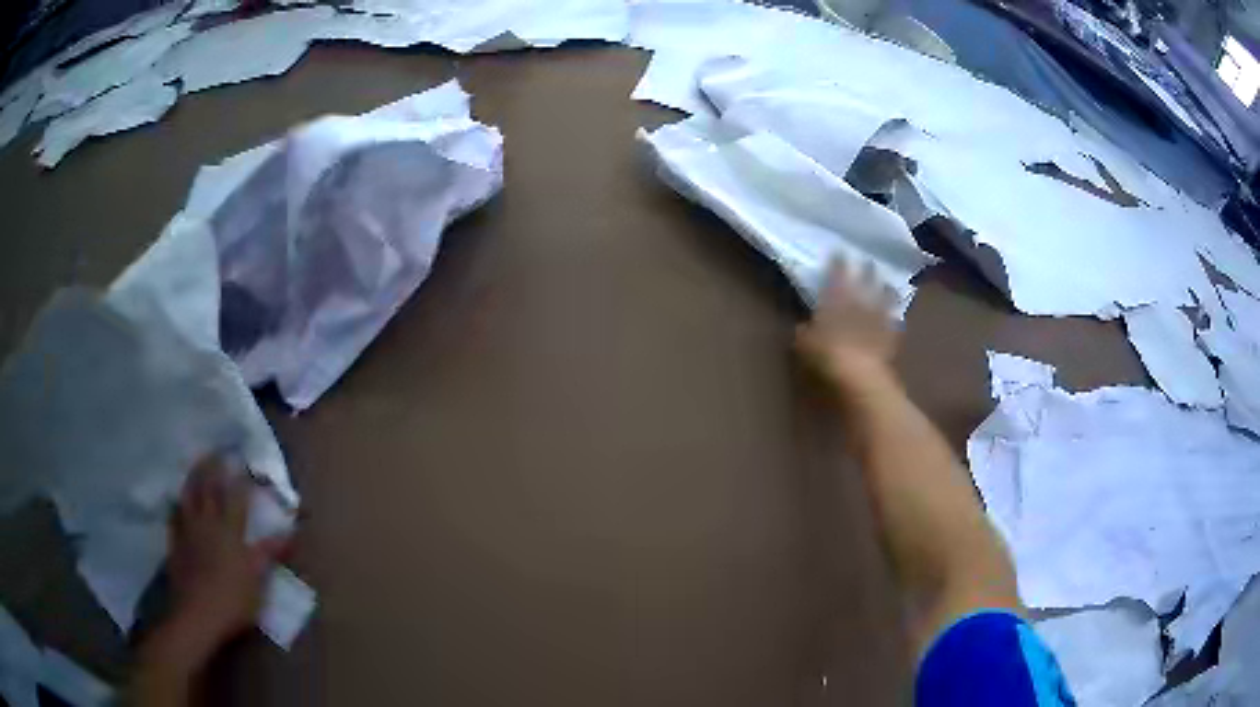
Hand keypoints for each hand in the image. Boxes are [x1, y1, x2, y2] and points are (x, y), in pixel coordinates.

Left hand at [163, 457, 287, 663]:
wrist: (197, 615)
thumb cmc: (233, 600)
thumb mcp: (258, 580)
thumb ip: (269, 552)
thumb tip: (290, 532)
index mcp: (231, 531)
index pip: (237, 497)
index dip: (242, 479)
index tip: (245, 462)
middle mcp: (208, 523)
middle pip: (209, 488)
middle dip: (214, 467)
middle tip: (217, 450)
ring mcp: (188, 531)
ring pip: (189, 496)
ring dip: (193, 477)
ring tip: (197, 463)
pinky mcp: (175, 543)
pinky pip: (174, 516)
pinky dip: (176, 505)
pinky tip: (176, 500)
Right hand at [796, 257, 900, 386]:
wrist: (859, 375)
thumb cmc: (826, 355)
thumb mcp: (803, 343)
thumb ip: (804, 331)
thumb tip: (802, 325)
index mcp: (836, 298)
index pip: (838, 274)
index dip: (839, 262)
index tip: (840, 251)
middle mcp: (860, 302)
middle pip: (866, 280)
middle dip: (866, 270)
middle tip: (868, 261)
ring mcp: (878, 318)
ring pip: (885, 298)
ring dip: (886, 290)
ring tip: (887, 284)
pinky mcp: (891, 336)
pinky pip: (894, 323)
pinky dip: (894, 319)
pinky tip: (896, 318)